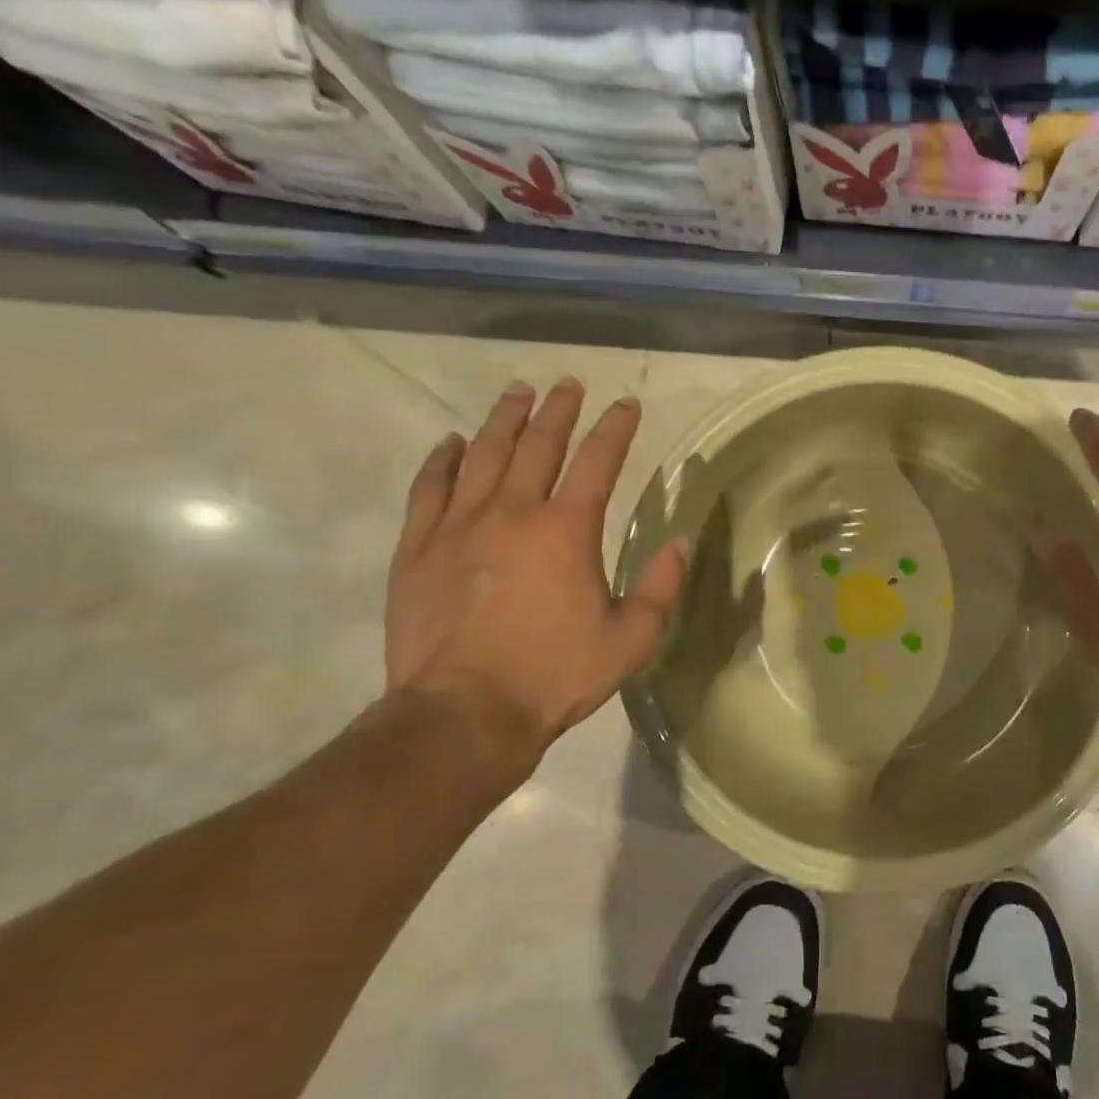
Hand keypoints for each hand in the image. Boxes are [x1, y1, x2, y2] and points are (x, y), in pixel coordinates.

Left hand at [384, 378, 687, 772]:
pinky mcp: (418, 548)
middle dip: (558, 410)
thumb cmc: (556, 674)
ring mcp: (458, 525)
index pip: (598, 461)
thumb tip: (680, 541)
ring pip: (482, 454)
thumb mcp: (632, 638)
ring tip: (517, 393)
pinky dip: (442, 460)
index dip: (615, 428)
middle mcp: (513, 512)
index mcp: (567, 529)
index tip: (625, 404)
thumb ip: (662, 586)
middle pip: (538, 445)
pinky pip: (429, 488)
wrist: (464, 713)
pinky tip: (451, 443)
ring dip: (503, 420)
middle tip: (567, 385)